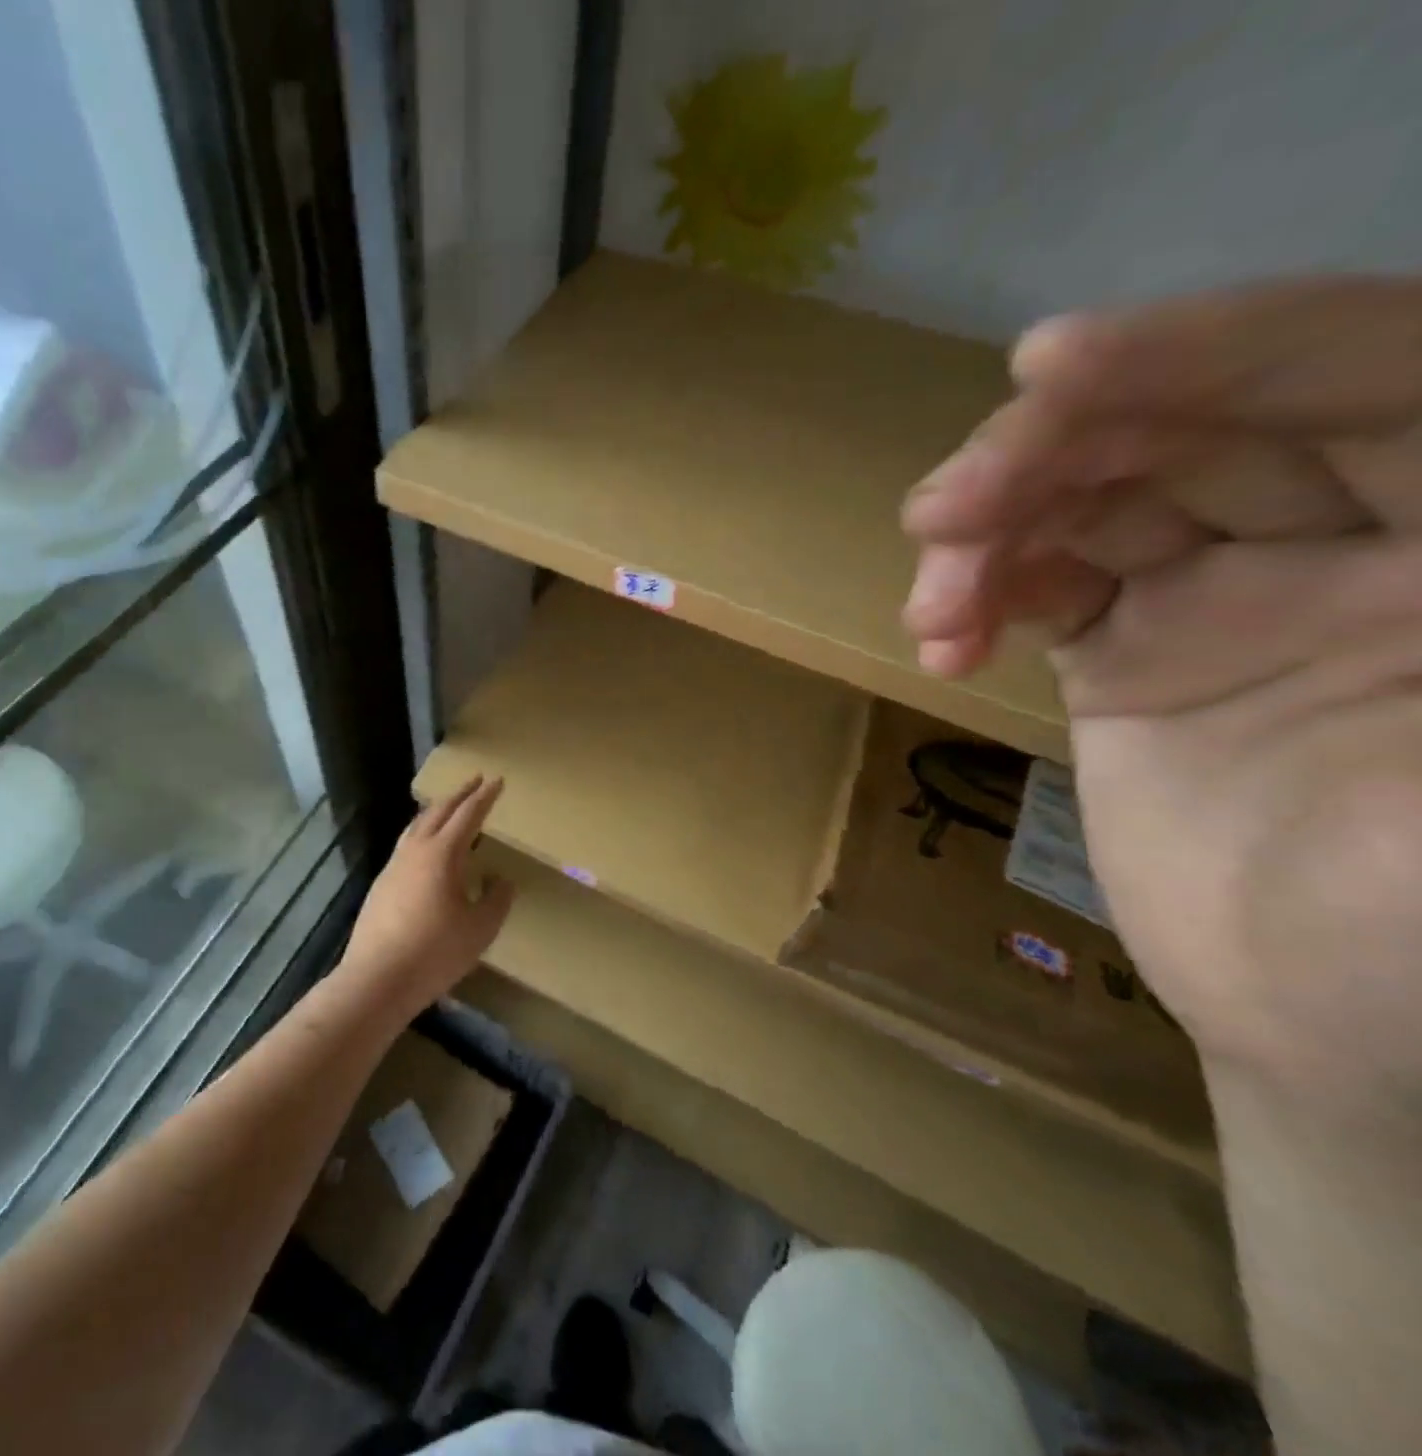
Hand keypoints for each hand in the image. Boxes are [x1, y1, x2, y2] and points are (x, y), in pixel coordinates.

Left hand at [338, 776, 515, 1019]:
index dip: (484, 797)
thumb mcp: (480, 929)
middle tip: (476, 782)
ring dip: (436, 811)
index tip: (497, 780)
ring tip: (449, 807)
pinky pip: (406, 845)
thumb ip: (495, 900)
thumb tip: (500, 880)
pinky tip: (425, 849)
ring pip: (417, 826)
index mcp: (443, 854)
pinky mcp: (381, 884)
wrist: (377, 978)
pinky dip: (421, 833)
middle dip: (459, 795)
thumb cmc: (435, 952)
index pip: (468, 815)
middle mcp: (415, 851)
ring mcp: (394, 866)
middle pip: (438, 812)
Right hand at [902, 279, 1421, 1113]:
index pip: (1367, 368)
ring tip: (929, 607)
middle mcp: (1370, 526)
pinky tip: (939, 644)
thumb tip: (1269, 554)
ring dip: (987, 533)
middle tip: (938, 514)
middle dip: (1047, 453)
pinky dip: (975, 595)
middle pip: (1189, 425)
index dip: (1209, 348)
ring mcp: (1237, 585)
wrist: (1330, 1029)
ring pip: (1090, 498)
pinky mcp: (1135, 641)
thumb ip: (1412, 642)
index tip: (1042, 365)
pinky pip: (1040, 578)